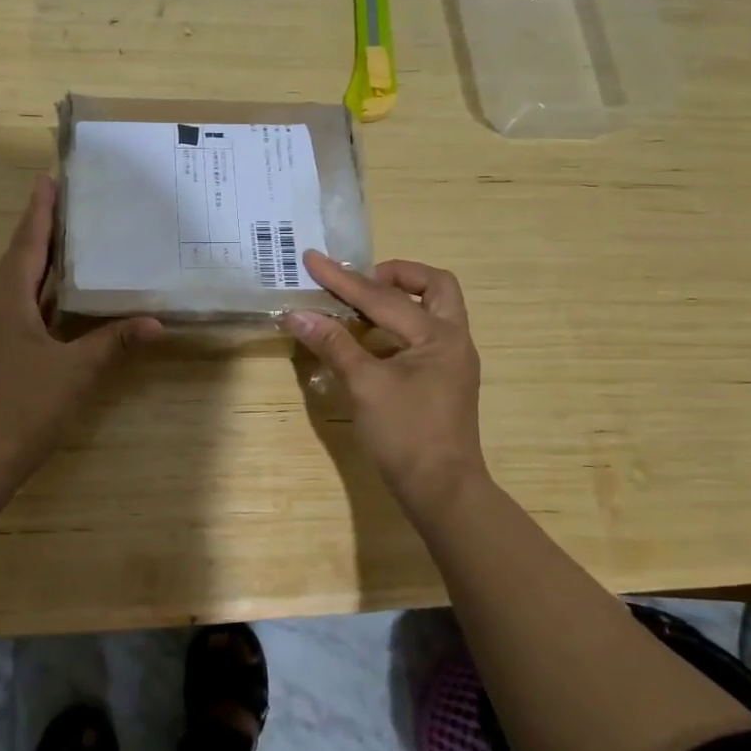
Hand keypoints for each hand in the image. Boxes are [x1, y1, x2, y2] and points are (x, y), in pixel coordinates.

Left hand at [0, 176, 162, 485]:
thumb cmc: (26, 406)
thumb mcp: (76, 371)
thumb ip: (114, 342)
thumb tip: (156, 324)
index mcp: (5, 303)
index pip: (26, 246)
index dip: (39, 212)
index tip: (46, 179)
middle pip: (15, 262)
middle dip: (39, 234)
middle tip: (65, 207)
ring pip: (11, 288)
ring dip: (35, 266)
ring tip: (64, 247)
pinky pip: (11, 311)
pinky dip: (33, 298)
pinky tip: (53, 304)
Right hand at [281, 253, 489, 521]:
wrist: (442, 491)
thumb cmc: (406, 435)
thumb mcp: (365, 386)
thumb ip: (333, 344)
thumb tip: (297, 314)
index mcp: (439, 336)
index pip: (383, 298)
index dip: (343, 280)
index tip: (313, 259)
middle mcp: (453, 340)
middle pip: (434, 286)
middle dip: (395, 276)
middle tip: (359, 283)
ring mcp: (452, 361)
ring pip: (433, 310)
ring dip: (398, 300)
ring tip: (357, 306)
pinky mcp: (444, 379)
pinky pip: (423, 335)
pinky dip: (397, 327)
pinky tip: (368, 340)